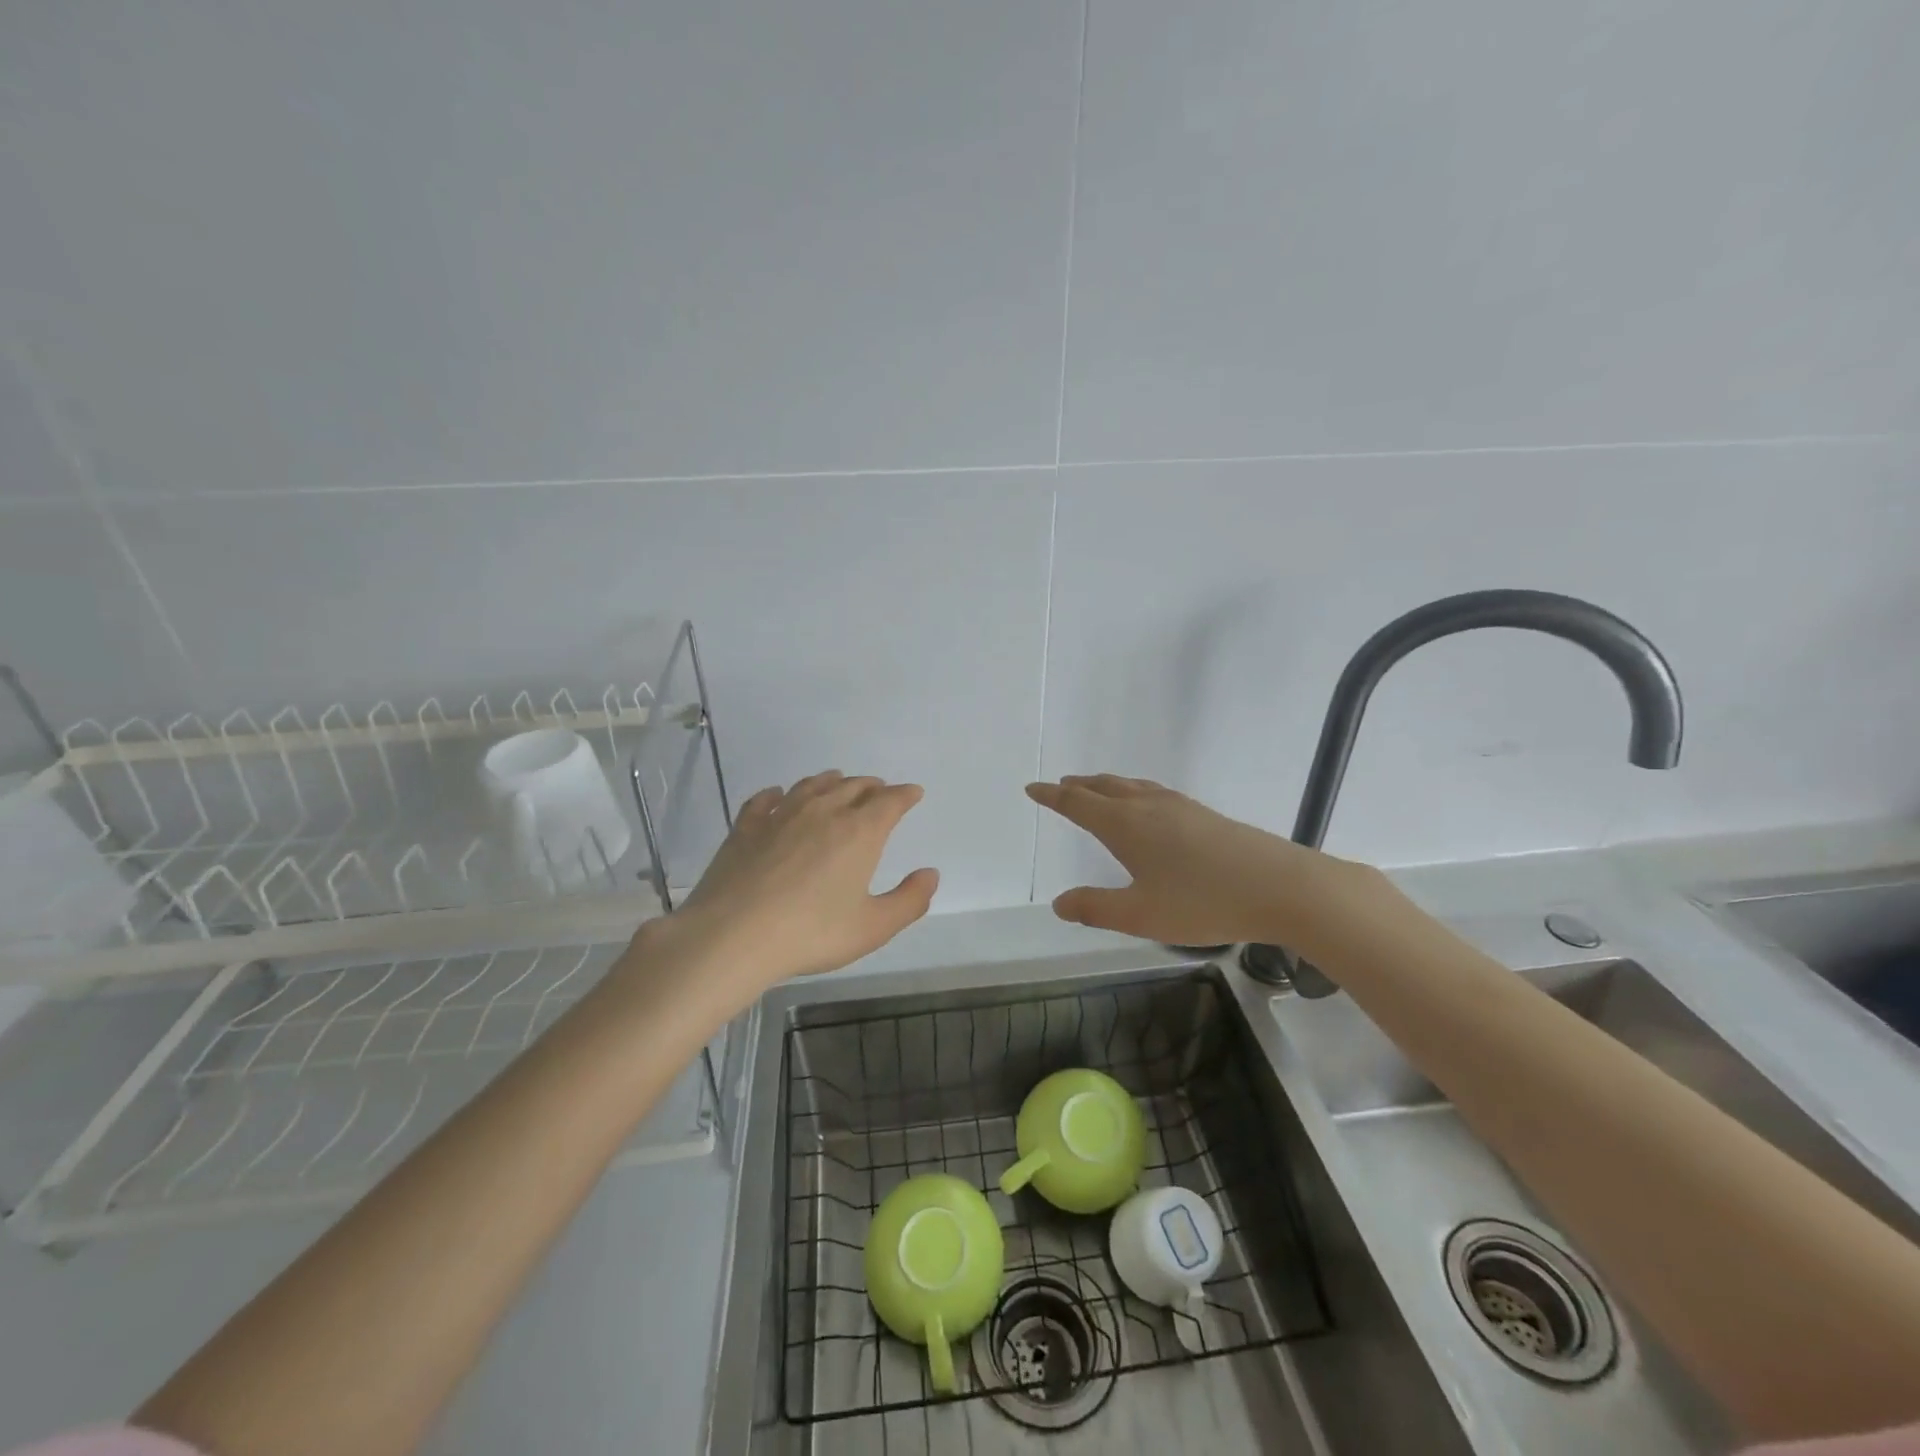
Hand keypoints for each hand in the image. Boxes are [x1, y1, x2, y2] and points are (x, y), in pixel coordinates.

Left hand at [625, 771, 938, 1013]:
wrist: (733, 935)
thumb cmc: (811, 933)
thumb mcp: (873, 927)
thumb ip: (909, 900)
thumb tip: (930, 874)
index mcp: (859, 831)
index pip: (890, 801)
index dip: (905, 795)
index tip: (913, 793)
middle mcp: (823, 811)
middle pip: (853, 786)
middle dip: (872, 786)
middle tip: (879, 791)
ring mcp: (781, 815)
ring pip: (812, 785)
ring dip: (831, 781)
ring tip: (838, 781)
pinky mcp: (746, 826)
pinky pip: (766, 799)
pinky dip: (779, 793)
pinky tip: (778, 795)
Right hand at [1028, 774, 1372, 947]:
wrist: (1280, 886)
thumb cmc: (1203, 902)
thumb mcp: (1141, 915)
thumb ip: (1096, 908)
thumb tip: (1059, 903)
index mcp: (1125, 825)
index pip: (1078, 804)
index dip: (1053, 796)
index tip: (1033, 788)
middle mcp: (1149, 807)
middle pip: (1105, 787)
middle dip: (1079, 786)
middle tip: (1061, 786)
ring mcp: (1180, 807)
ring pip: (1133, 787)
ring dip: (1107, 786)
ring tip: (1098, 790)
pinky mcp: (1205, 815)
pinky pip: (1155, 793)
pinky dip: (1135, 793)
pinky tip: (1149, 808)